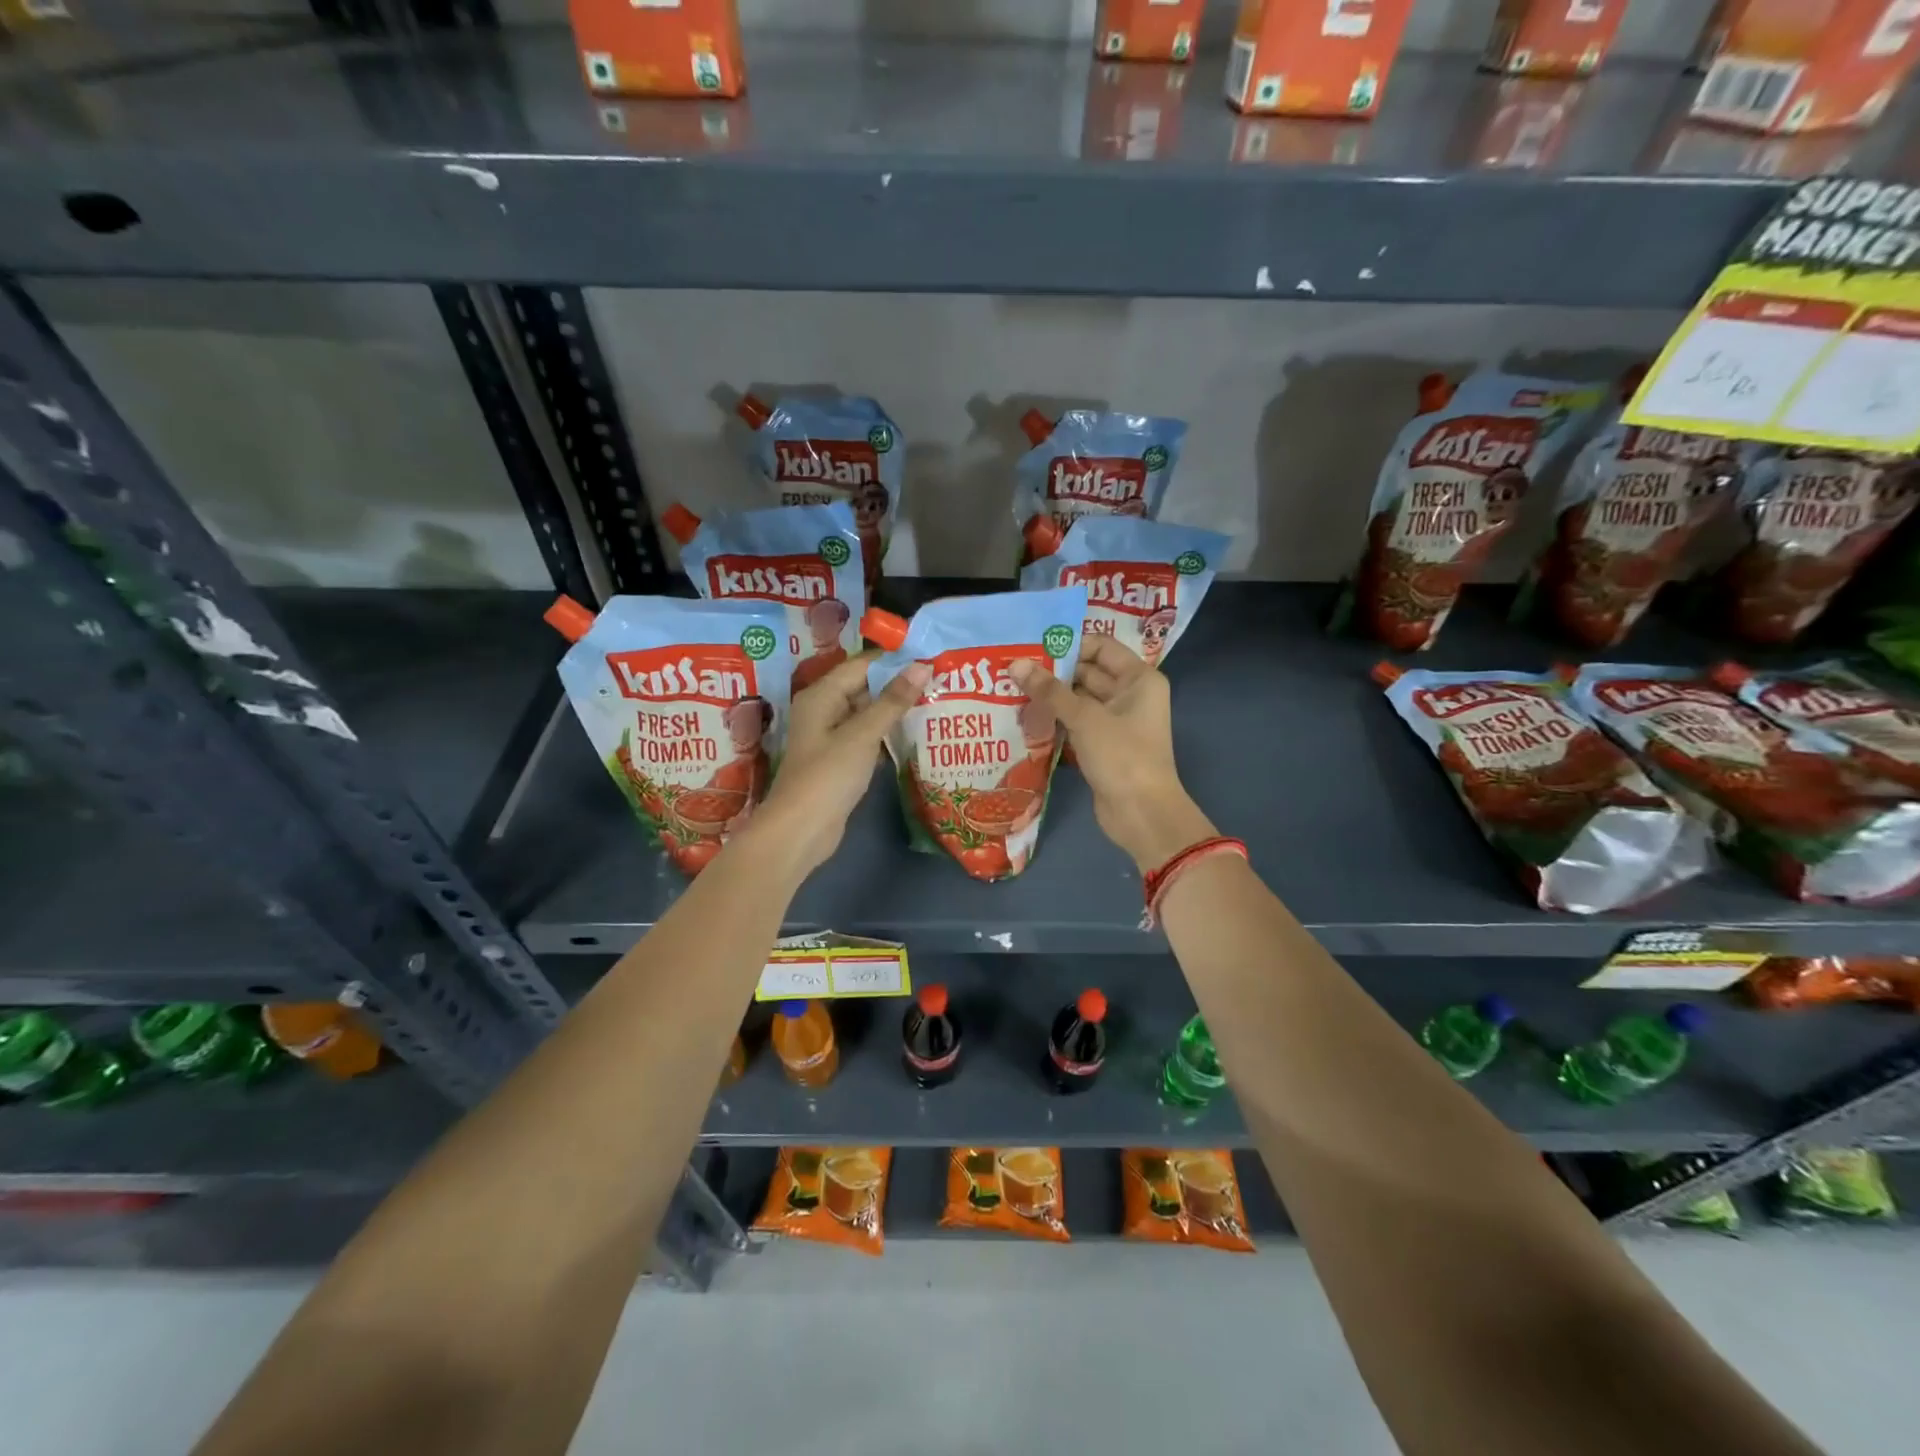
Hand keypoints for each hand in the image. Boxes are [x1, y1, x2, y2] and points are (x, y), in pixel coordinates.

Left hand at [752, 654, 928, 875]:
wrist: (801, 831)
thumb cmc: (828, 776)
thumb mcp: (863, 734)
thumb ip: (893, 700)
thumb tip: (921, 666)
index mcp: (821, 695)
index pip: (862, 665)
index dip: (895, 660)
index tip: (931, 657)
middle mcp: (823, 710)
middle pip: (864, 687)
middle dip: (899, 684)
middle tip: (940, 680)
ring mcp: (830, 737)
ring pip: (867, 714)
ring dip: (896, 710)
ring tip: (935, 702)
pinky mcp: (839, 760)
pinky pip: (866, 737)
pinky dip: (887, 734)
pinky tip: (916, 735)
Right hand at [1010, 638, 1214, 871]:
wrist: (1141, 814)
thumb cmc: (1122, 756)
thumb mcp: (1085, 718)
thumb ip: (1049, 690)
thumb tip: (1015, 664)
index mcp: (1138, 679)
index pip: (1100, 647)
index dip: (1068, 645)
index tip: (1031, 647)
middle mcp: (1129, 695)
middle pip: (1087, 672)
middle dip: (1053, 672)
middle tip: (1013, 668)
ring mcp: (1115, 722)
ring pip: (1078, 700)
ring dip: (1050, 697)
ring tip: (1011, 689)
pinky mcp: (1102, 745)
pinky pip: (1075, 723)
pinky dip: (1055, 720)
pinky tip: (1024, 717)